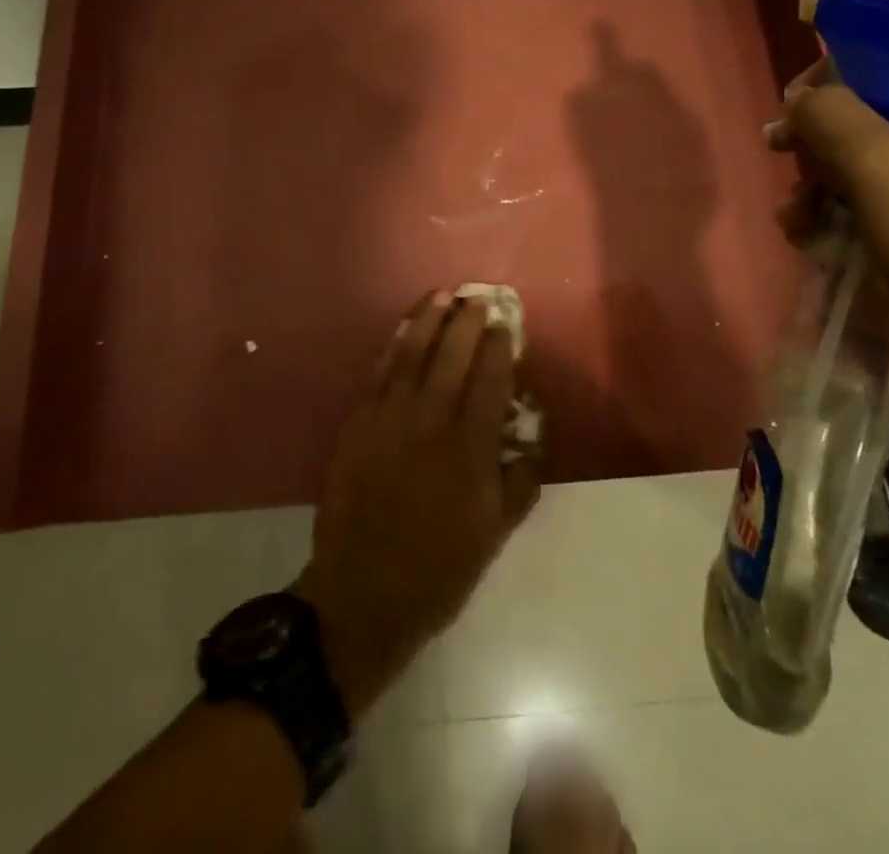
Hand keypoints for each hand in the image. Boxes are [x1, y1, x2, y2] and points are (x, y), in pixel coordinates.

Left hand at [294, 290, 540, 715]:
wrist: (363, 593)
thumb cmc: (438, 569)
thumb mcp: (495, 533)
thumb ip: (519, 480)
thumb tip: (531, 438)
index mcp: (470, 449)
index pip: (490, 381)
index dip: (499, 347)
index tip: (505, 323)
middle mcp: (431, 422)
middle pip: (453, 356)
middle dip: (467, 321)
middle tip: (477, 296)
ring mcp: (389, 419)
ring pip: (412, 354)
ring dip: (428, 320)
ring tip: (441, 294)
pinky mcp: (358, 423)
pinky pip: (379, 373)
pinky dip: (394, 346)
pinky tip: (403, 329)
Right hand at [769, 63, 888, 421]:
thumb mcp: (882, 167)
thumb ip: (830, 115)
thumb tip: (799, 102)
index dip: (852, 54)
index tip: (801, 85)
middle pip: (882, 104)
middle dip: (821, 128)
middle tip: (778, 144)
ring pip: (870, 156)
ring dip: (819, 178)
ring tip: (792, 211)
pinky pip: (874, 199)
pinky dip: (835, 211)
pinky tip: (805, 235)